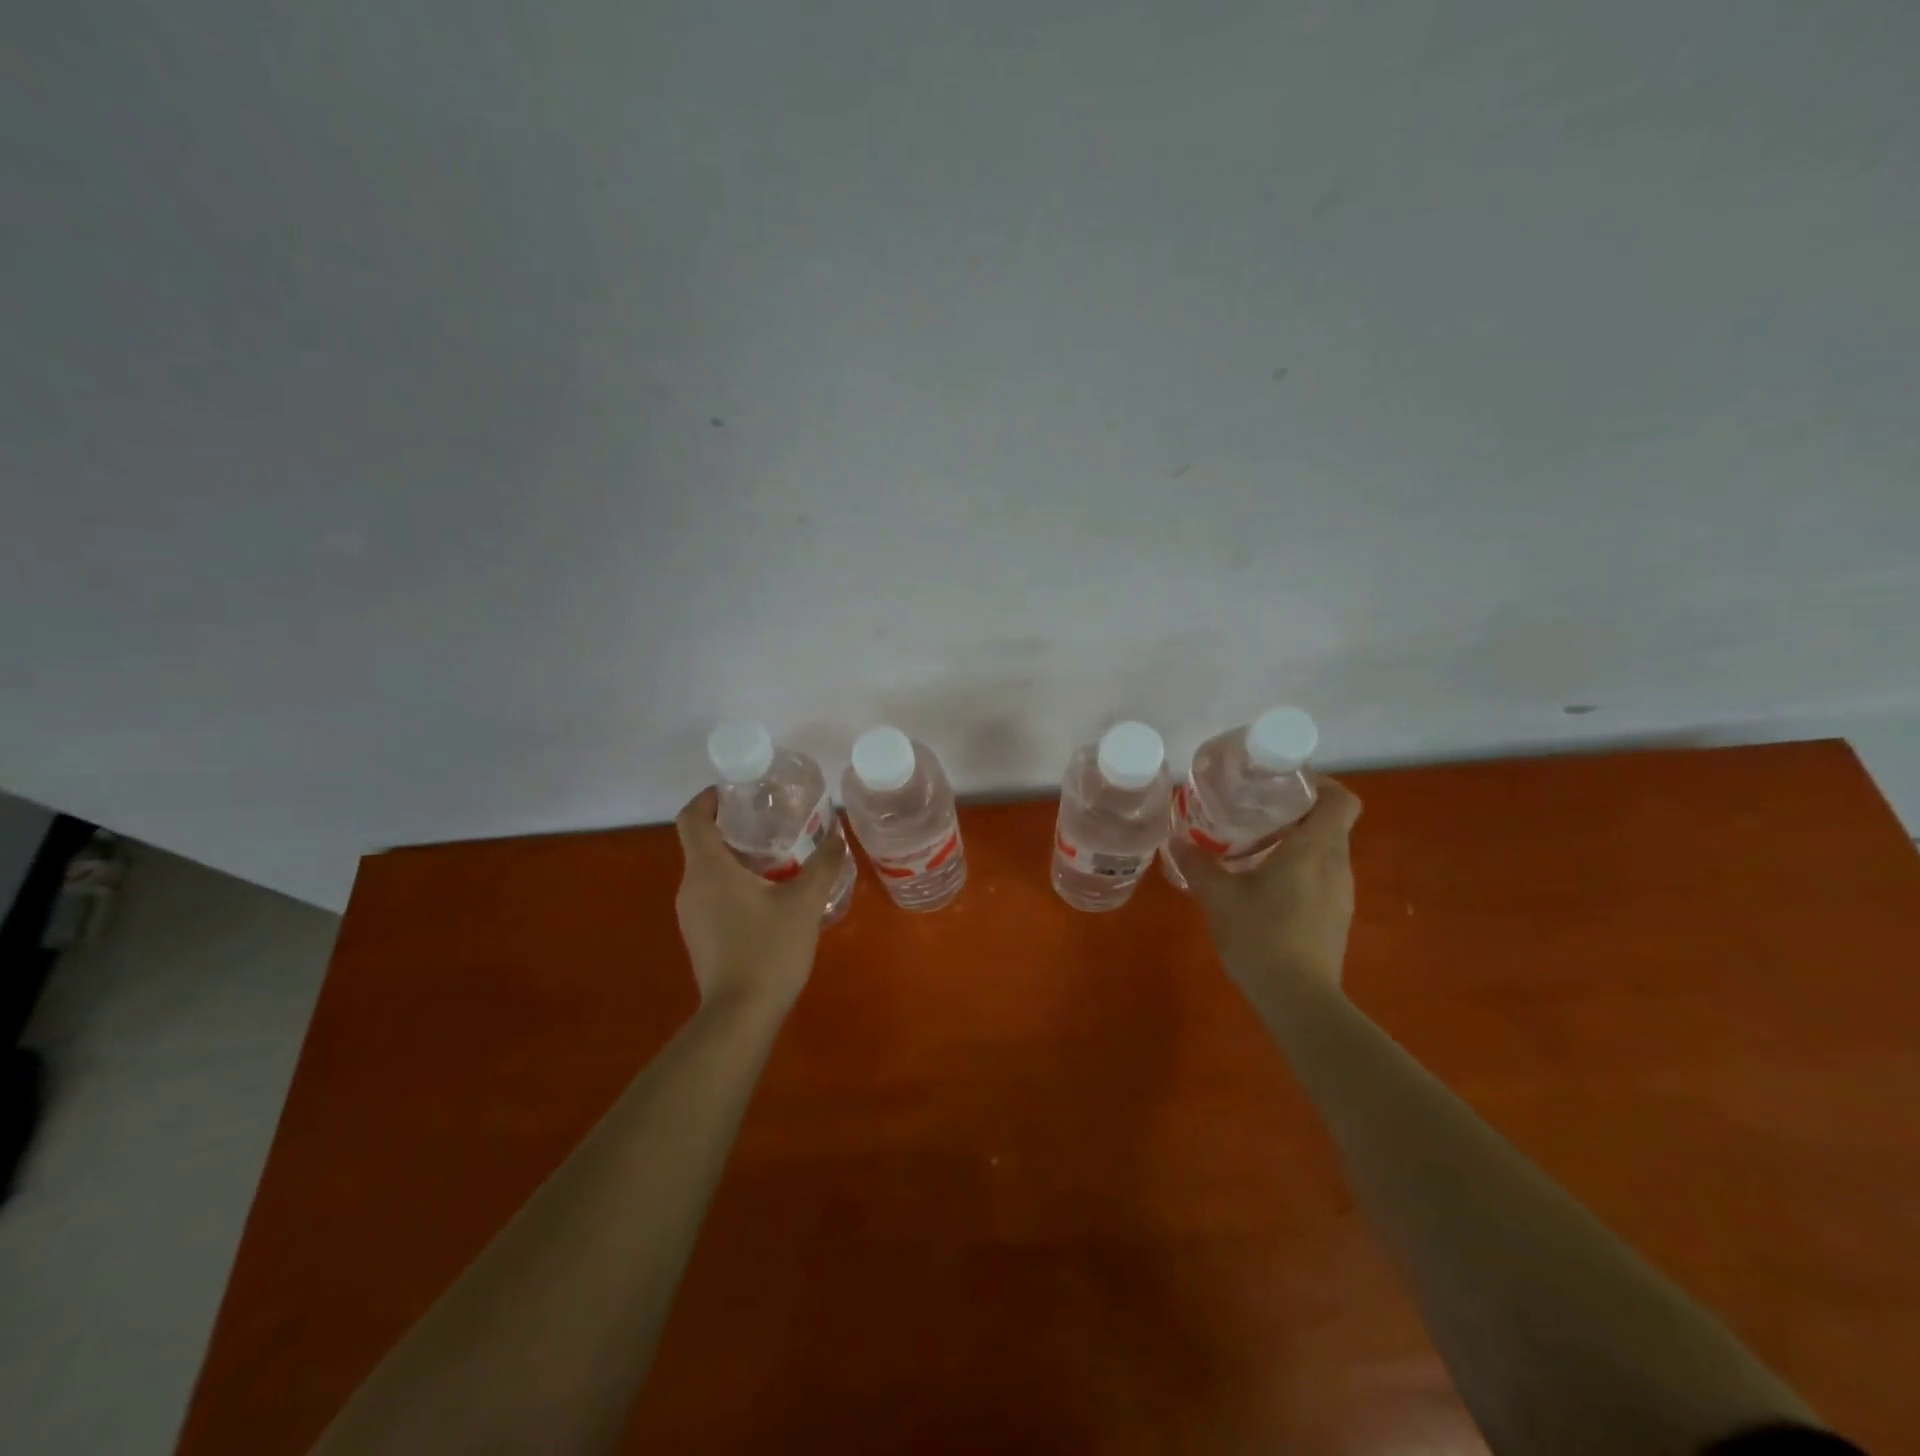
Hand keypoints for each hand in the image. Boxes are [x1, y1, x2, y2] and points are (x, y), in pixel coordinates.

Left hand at [673, 787, 848, 1013]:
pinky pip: (713, 894)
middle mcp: (690, 886)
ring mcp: (691, 914)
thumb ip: (823, 864)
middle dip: (734, 826)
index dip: (710, 797)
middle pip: (702, 841)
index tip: (739, 792)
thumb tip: (837, 834)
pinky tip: (770, 896)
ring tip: (780, 857)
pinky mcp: (700, 935)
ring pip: (709, 870)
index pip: (692, 817)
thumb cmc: (768, 950)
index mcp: (708, 869)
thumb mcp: (804, 902)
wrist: (740, 1016)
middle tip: (774, 822)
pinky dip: (735, 883)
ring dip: (737, 857)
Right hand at [1170, 775, 1362, 996]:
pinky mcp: (1335, 918)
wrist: (1298, 1000)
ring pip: (1324, 851)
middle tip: (1253, 811)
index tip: (1284, 783)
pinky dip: (1297, 869)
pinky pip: (1320, 877)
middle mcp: (1337, 866)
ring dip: (1295, 841)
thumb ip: (1197, 863)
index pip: (1341, 800)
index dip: (1320, 783)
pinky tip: (1262, 885)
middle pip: (1330, 822)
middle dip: (1295, 811)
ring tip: (1252, 846)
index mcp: (1316, 849)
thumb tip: (1177, 840)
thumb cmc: (1261, 935)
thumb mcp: (1218, 896)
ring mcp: (1341, 894)